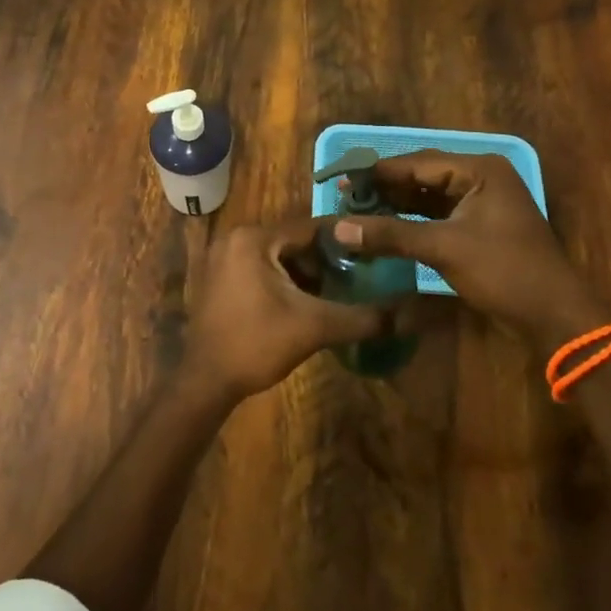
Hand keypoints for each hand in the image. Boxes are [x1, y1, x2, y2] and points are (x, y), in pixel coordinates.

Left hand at [182, 218, 395, 400]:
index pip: (311, 228)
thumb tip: (405, 315)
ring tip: (339, 292)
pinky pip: (262, 269)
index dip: (345, 240)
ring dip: (307, 273)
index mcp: (254, 238)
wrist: (205, 382)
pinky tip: (308, 303)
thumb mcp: (314, 327)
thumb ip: (360, 317)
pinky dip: (286, 281)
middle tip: (359, 277)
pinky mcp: (221, 278)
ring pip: (279, 257)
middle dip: (326, 260)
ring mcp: (224, 258)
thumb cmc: (256, 344)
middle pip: (294, 241)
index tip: (375, 249)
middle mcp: (236, 238)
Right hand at [332, 152, 599, 342]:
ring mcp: (483, 203)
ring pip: (429, 197)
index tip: (342, 179)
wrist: (555, 317)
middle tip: (346, 196)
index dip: (379, 172)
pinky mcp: (481, 227)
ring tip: (358, 211)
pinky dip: (413, 222)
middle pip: (423, 176)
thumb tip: (337, 228)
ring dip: (397, 205)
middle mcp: (482, 178)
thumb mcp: (444, 248)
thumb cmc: (504, 272)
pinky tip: (386, 228)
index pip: (418, 161)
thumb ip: (391, 235)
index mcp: (480, 170)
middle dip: (386, 188)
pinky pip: (439, 215)